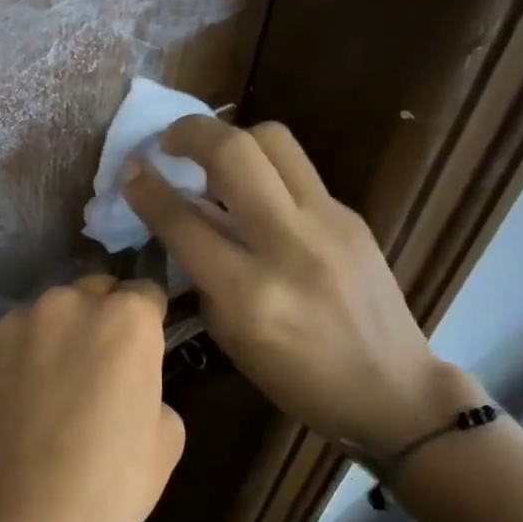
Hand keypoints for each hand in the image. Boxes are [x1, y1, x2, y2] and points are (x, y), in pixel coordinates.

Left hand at [0, 276, 183, 521]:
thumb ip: (154, 385)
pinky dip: (30, 353)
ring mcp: (21, 321)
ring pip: (56, 313)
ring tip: (60, 386)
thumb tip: (130, 379)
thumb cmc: (107, 486)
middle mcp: (71, 303)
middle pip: (98, 293)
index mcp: (127, 319)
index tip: (145, 351)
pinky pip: (21, 336)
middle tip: (103, 368)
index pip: (147, 293)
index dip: (150, 322)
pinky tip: (27, 398)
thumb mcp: (167, 439)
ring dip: (65, 334)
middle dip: (106, 318)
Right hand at [120, 115, 474, 452]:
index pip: (184, 221)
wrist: (392, 389)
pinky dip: (265, 171)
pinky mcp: (352, 215)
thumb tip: (181, 219)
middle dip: (190, 131)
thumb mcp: (231, 336)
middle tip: (169, 141)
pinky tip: (257, 195)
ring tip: (214, 158)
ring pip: (274, 141)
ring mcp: (328, 223)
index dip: (147, 188)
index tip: (130, 169)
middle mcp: (289, 246)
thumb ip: (201, 273)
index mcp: (249, 294)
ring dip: (232, 137)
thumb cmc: (298, 379)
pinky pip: (297, 171)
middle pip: (234, 153)